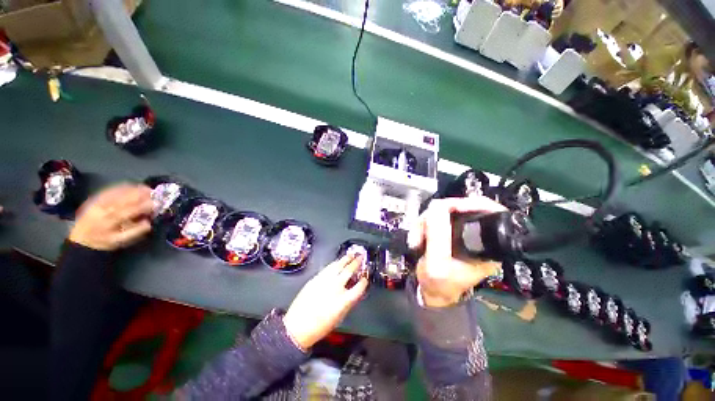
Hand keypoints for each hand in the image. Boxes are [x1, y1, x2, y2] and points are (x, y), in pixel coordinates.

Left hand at [69, 184, 153, 250]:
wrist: (81, 239)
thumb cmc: (104, 241)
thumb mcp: (120, 241)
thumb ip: (135, 231)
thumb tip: (149, 222)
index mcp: (110, 221)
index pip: (130, 210)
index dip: (144, 206)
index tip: (157, 204)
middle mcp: (103, 209)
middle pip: (124, 198)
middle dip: (141, 194)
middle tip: (154, 193)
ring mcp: (98, 202)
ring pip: (117, 192)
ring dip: (134, 189)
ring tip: (146, 188)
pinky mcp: (95, 198)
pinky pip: (110, 189)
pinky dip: (123, 187)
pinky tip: (132, 186)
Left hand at [283, 254, 367, 349]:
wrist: (298, 327)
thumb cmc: (319, 326)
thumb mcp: (339, 317)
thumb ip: (349, 303)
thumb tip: (354, 293)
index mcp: (344, 300)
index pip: (359, 287)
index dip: (364, 281)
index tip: (364, 279)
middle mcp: (336, 288)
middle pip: (349, 270)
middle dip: (356, 262)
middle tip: (360, 257)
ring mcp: (325, 281)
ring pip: (338, 265)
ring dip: (346, 259)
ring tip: (350, 255)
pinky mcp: (316, 278)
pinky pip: (328, 267)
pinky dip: (334, 263)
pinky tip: (337, 262)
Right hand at [408, 197, 505, 307]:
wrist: (431, 292)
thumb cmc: (439, 285)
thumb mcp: (438, 264)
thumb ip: (438, 237)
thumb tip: (436, 208)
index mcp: (487, 246)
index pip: (489, 212)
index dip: (468, 204)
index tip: (446, 208)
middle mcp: (477, 236)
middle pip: (460, 208)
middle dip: (436, 216)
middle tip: (422, 229)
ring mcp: (461, 233)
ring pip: (443, 212)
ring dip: (425, 222)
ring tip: (417, 239)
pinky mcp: (448, 232)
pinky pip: (435, 218)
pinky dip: (423, 225)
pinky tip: (418, 237)